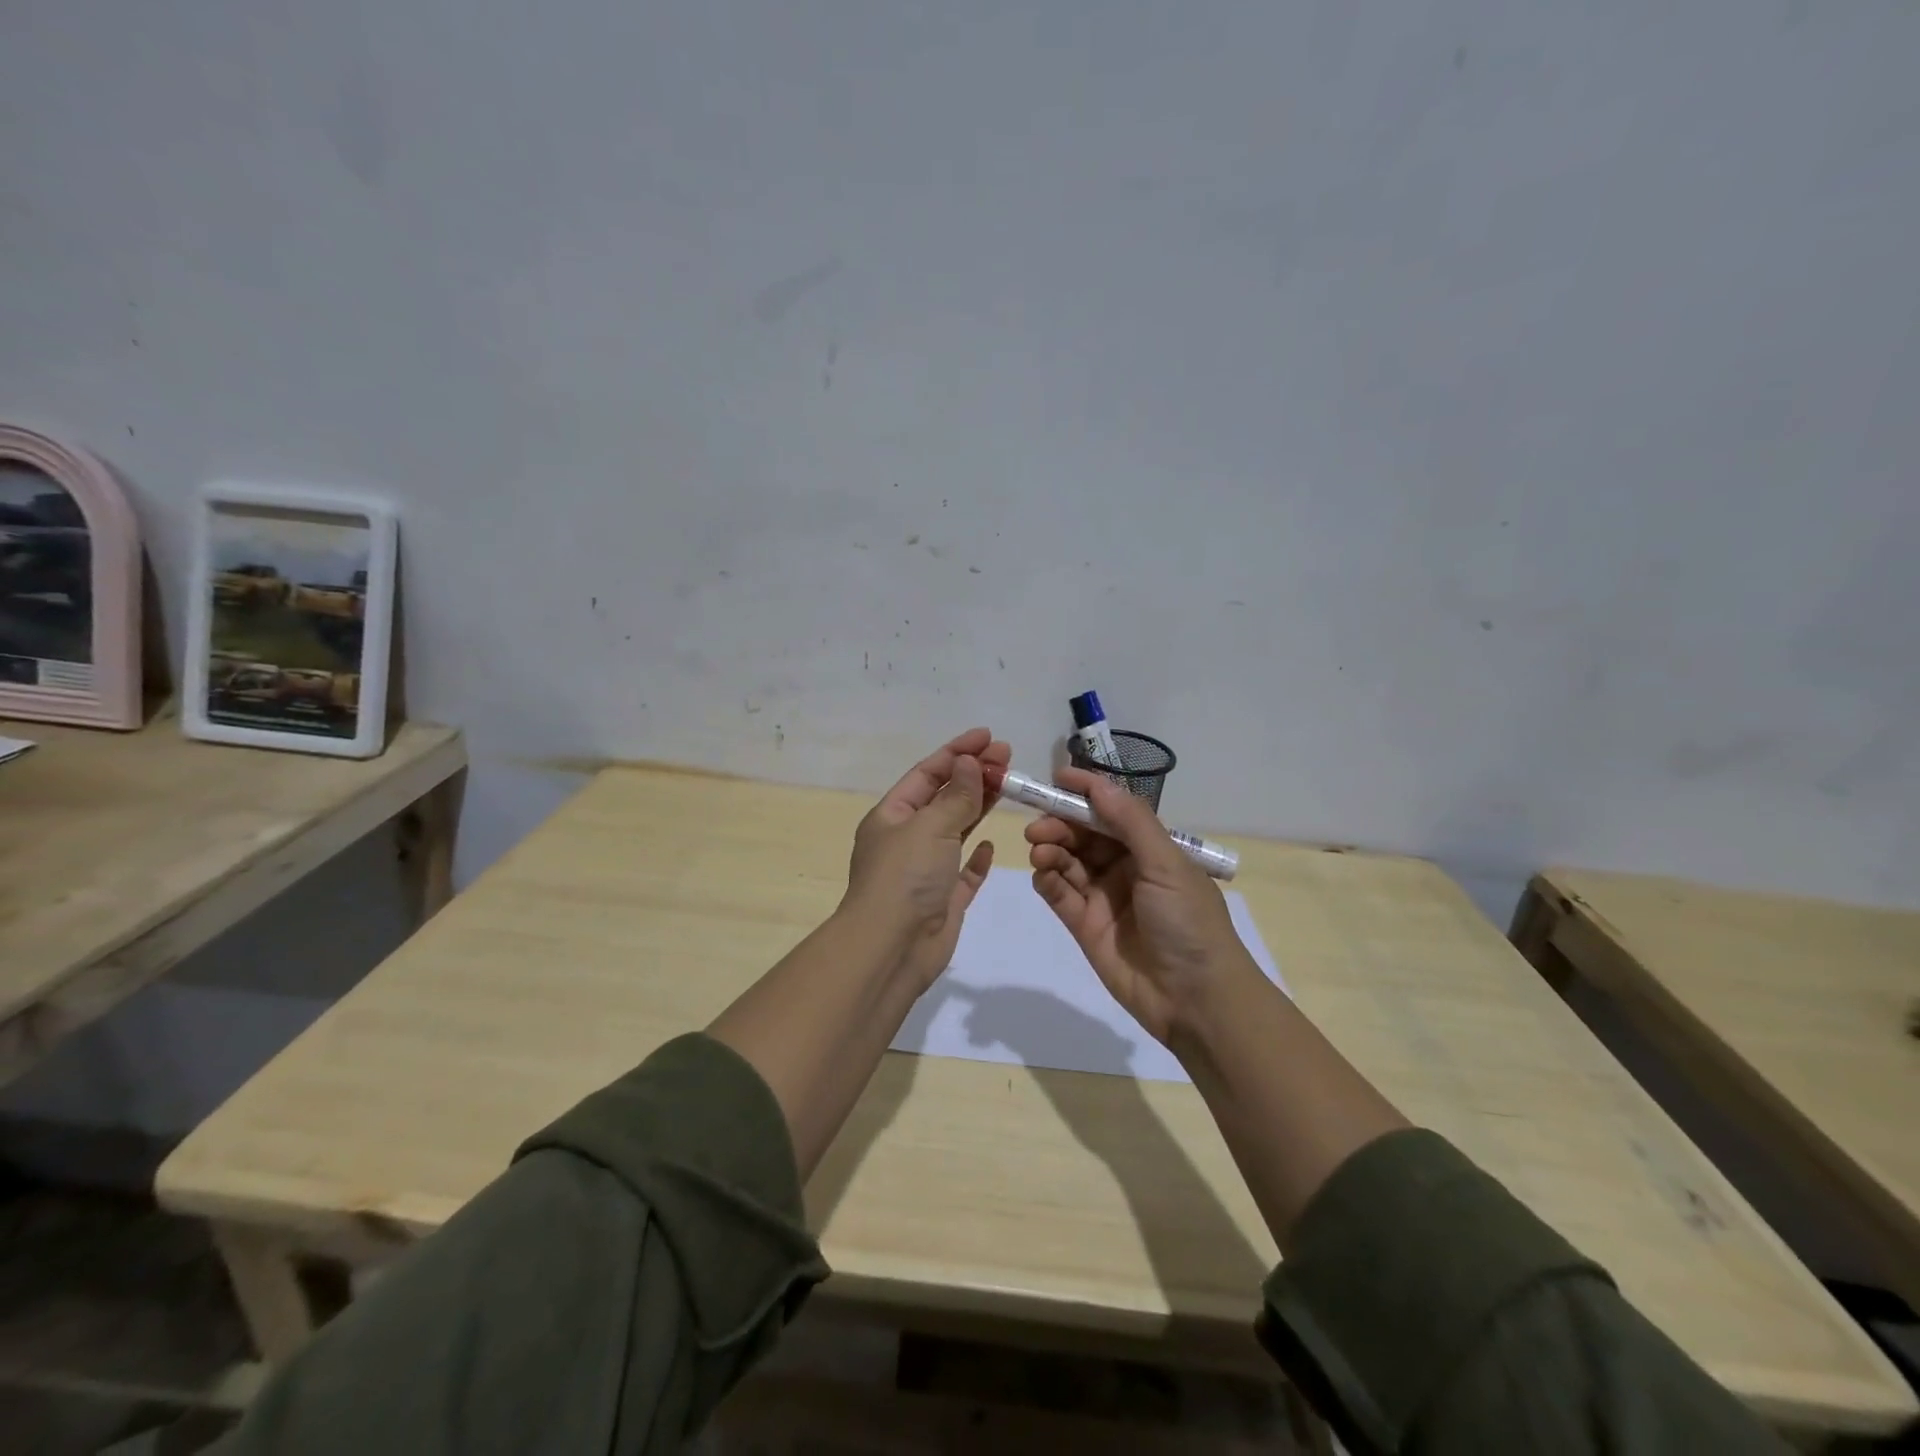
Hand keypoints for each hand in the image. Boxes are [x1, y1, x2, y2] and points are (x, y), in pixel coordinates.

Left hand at [845, 728, 1009, 990]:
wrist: (892, 949)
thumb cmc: (905, 877)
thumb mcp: (930, 827)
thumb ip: (956, 796)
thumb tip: (968, 762)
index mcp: (892, 816)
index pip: (927, 774)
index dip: (957, 752)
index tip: (988, 736)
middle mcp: (907, 839)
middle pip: (944, 798)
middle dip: (973, 775)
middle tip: (1007, 756)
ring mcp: (925, 870)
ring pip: (956, 830)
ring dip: (979, 807)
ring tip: (1008, 784)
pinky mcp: (943, 899)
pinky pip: (963, 872)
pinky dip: (976, 857)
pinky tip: (991, 844)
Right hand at [1026, 768, 1254, 1044]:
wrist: (1196, 999)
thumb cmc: (1188, 923)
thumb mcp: (1166, 864)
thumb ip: (1130, 822)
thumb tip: (1098, 784)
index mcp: (1151, 849)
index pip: (1112, 811)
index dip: (1086, 794)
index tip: (1057, 779)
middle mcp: (1125, 868)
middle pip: (1083, 835)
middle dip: (1060, 824)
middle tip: (1038, 827)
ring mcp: (1103, 897)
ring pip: (1067, 861)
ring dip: (1050, 849)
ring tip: (1039, 850)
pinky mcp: (1085, 926)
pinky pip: (1059, 894)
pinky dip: (1047, 880)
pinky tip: (1042, 874)